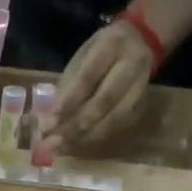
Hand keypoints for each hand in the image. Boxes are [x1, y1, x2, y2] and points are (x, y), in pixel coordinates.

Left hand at [41, 20, 153, 156]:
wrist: (137, 43)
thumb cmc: (100, 51)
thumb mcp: (81, 57)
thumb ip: (67, 86)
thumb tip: (48, 120)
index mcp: (112, 44)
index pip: (88, 77)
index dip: (68, 102)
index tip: (49, 123)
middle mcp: (132, 64)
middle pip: (105, 101)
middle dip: (77, 125)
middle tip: (54, 142)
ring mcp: (141, 85)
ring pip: (114, 118)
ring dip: (86, 136)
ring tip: (63, 147)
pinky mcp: (142, 104)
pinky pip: (119, 126)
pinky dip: (97, 137)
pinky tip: (79, 143)